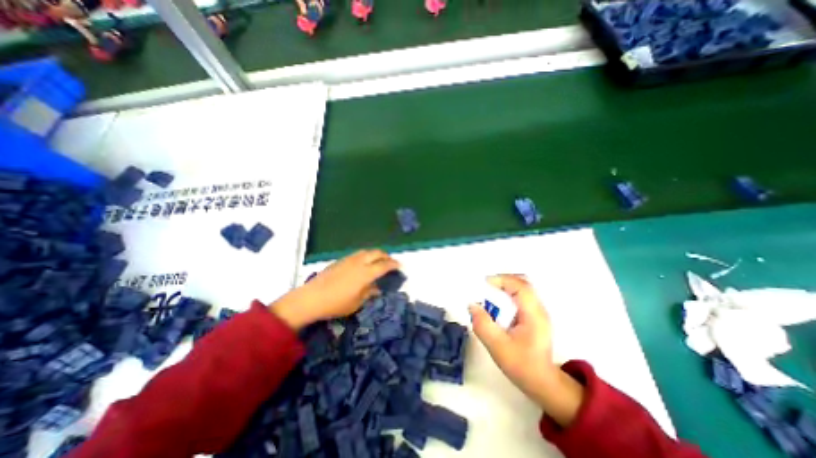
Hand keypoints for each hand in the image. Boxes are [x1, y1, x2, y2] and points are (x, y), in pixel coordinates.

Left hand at [270, 250, 398, 328]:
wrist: (312, 297)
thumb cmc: (337, 303)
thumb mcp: (357, 302)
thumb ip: (369, 293)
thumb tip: (377, 289)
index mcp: (366, 273)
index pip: (384, 265)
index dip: (394, 264)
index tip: (400, 266)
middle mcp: (359, 262)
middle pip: (377, 253)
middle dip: (386, 256)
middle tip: (390, 262)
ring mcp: (349, 259)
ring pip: (367, 251)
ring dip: (375, 254)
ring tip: (378, 261)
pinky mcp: (341, 260)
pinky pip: (358, 254)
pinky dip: (365, 255)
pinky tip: (363, 263)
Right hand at [468, 273, 583, 427]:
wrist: (542, 383)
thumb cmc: (522, 365)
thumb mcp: (498, 347)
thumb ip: (483, 325)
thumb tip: (472, 305)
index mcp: (533, 314)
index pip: (520, 286)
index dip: (502, 280)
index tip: (484, 283)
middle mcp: (538, 309)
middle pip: (522, 283)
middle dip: (502, 281)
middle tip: (485, 287)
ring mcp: (538, 312)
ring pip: (521, 289)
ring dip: (504, 287)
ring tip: (488, 295)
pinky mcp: (534, 316)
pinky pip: (520, 297)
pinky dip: (507, 295)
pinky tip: (497, 306)